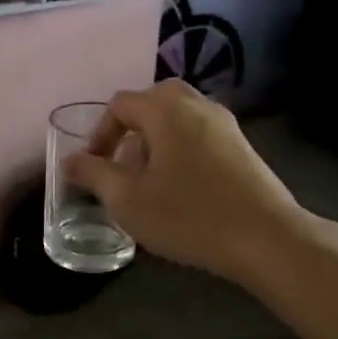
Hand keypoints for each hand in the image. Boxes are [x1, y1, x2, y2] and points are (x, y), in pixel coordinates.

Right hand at [63, 81, 311, 286]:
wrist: (268, 238)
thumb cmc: (190, 216)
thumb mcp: (128, 200)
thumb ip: (94, 175)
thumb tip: (70, 161)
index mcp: (166, 110)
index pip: (120, 104)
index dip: (100, 132)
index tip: (95, 167)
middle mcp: (196, 104)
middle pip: (153, 100)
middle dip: (130, 128)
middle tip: (122, 163)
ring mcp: (225, 122)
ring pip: (179, 114)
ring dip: (157, 136)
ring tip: (150, 175)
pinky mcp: (242, 144)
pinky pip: (200, 130)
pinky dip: (181, 144)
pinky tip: (183, 183)